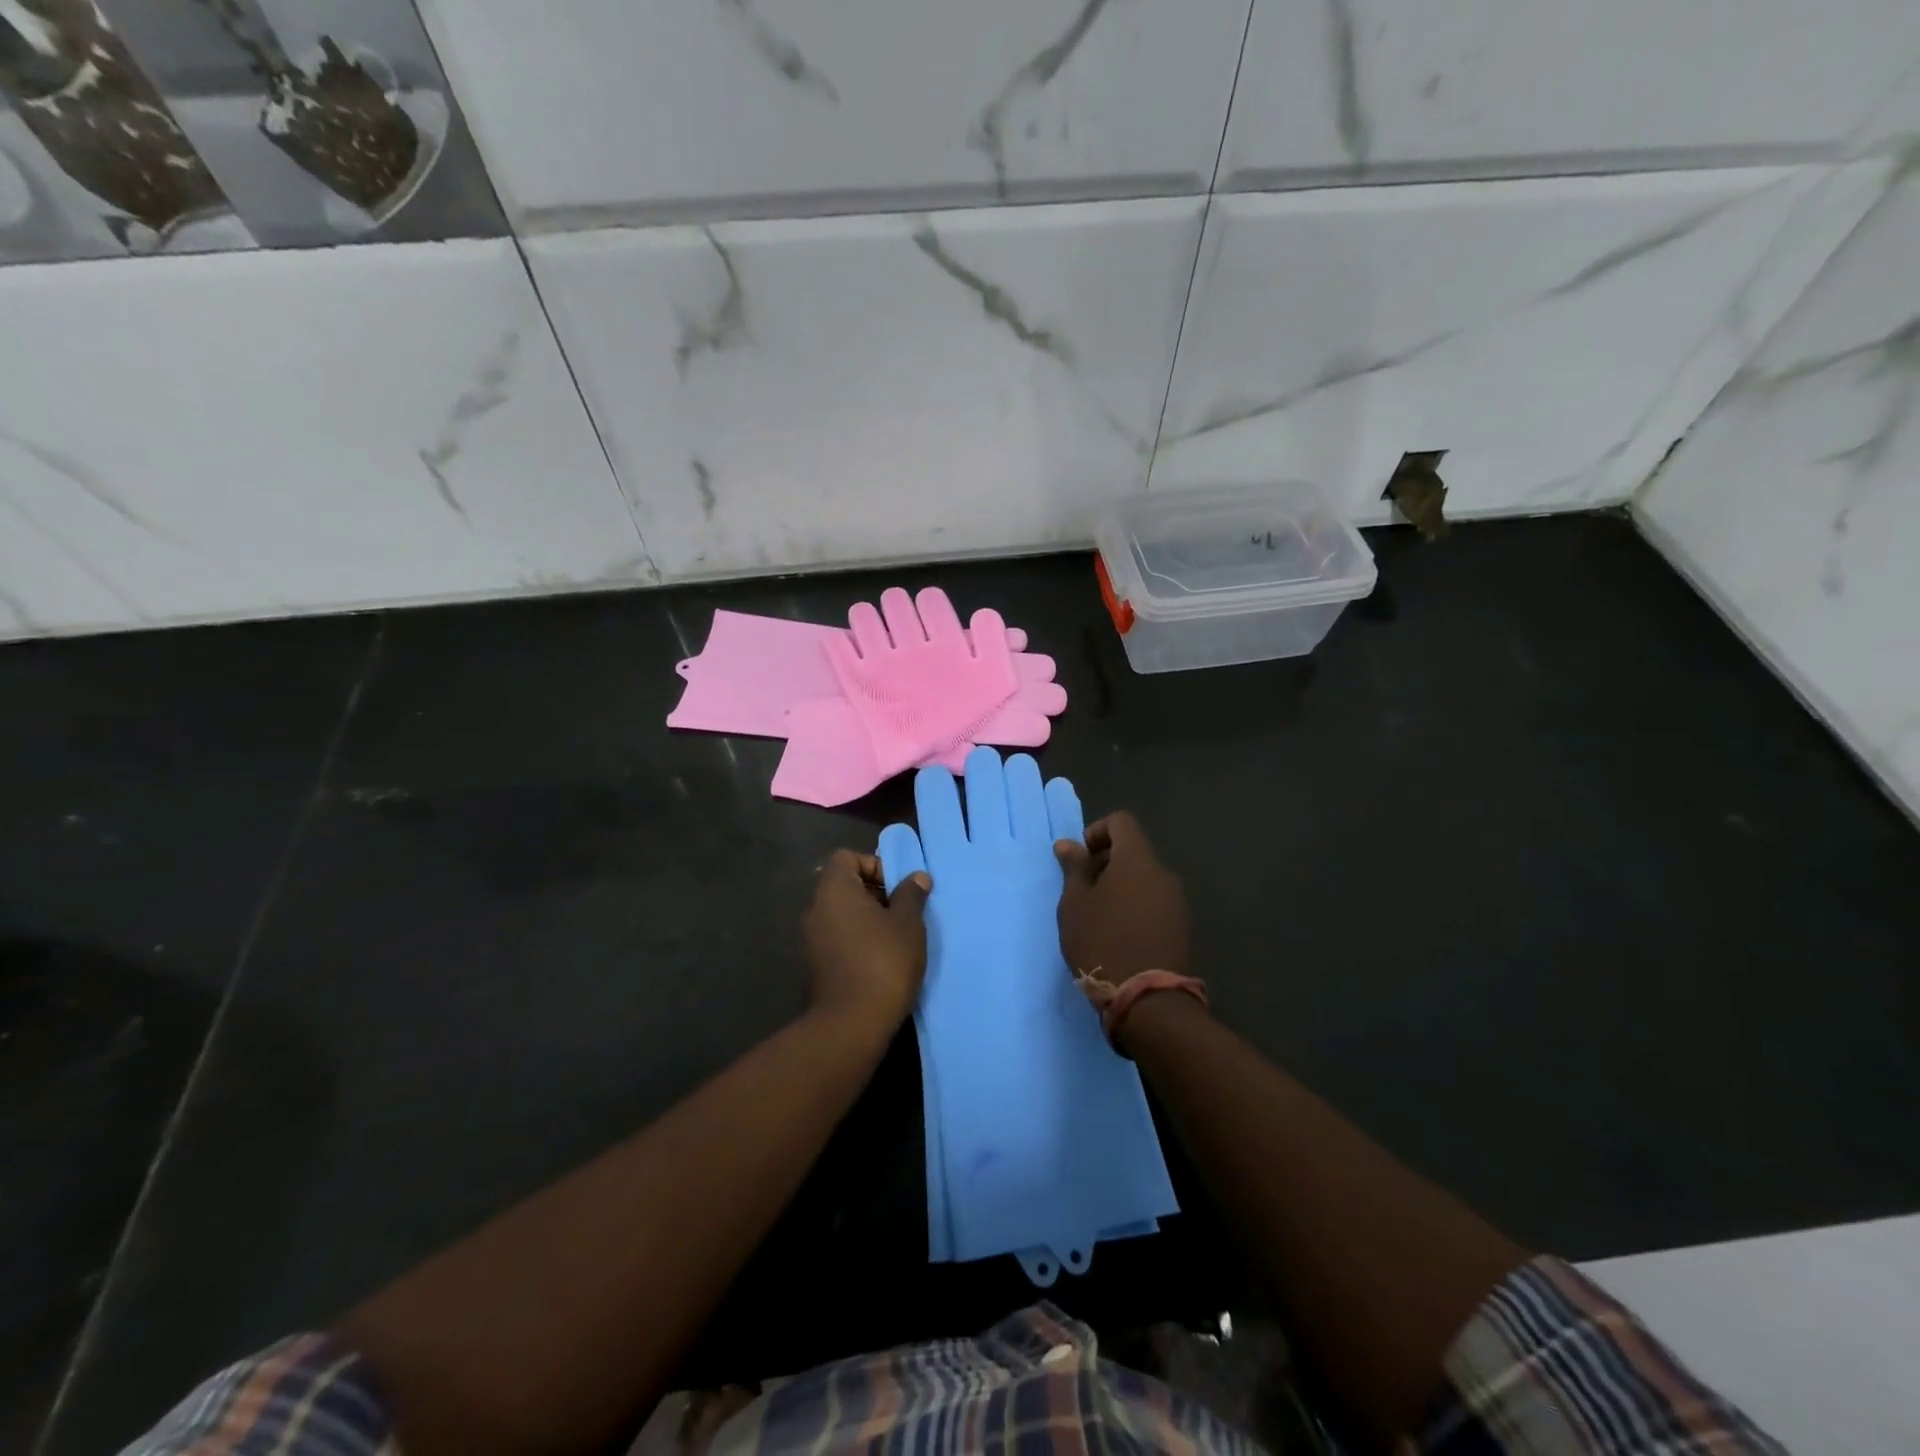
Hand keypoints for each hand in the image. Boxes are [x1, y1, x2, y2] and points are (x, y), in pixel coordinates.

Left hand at [802, 849, 931, 1035]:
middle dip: (875, 893)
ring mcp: (811, 939)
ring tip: (897, 938)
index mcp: (834, 890)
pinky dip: (857, 941)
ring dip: (868, 919)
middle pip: (844, 885)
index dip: (874, 864)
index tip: (897, 887)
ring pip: (842, 914)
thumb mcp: (908, 923)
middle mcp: (816, 909)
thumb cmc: (883, 961)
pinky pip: (838, 938)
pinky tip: (881, 960)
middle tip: (903, 912)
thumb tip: (917, 877)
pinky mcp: (815, 966)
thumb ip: (911, 894)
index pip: (846, 857)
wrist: (852, 1024)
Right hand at [1055, 812, 1188, 985]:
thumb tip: (1068, 844)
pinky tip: (1119, 933)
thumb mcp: (1075, 904)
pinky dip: (1136, 904)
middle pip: (1134, 850)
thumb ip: (1074, 868)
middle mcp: (1163, 873)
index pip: (1121, 822)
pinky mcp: (1181, 925)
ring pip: (1144, 877)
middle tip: (1083, 890)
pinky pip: (1154, 900)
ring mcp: (1177, 900)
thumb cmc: (1102, 942)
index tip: (1080, 860)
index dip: (1097, 832)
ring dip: (1121, 885)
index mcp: (1137, 860)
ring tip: (1099, 915)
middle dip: (1106, 861)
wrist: (1146, 999)